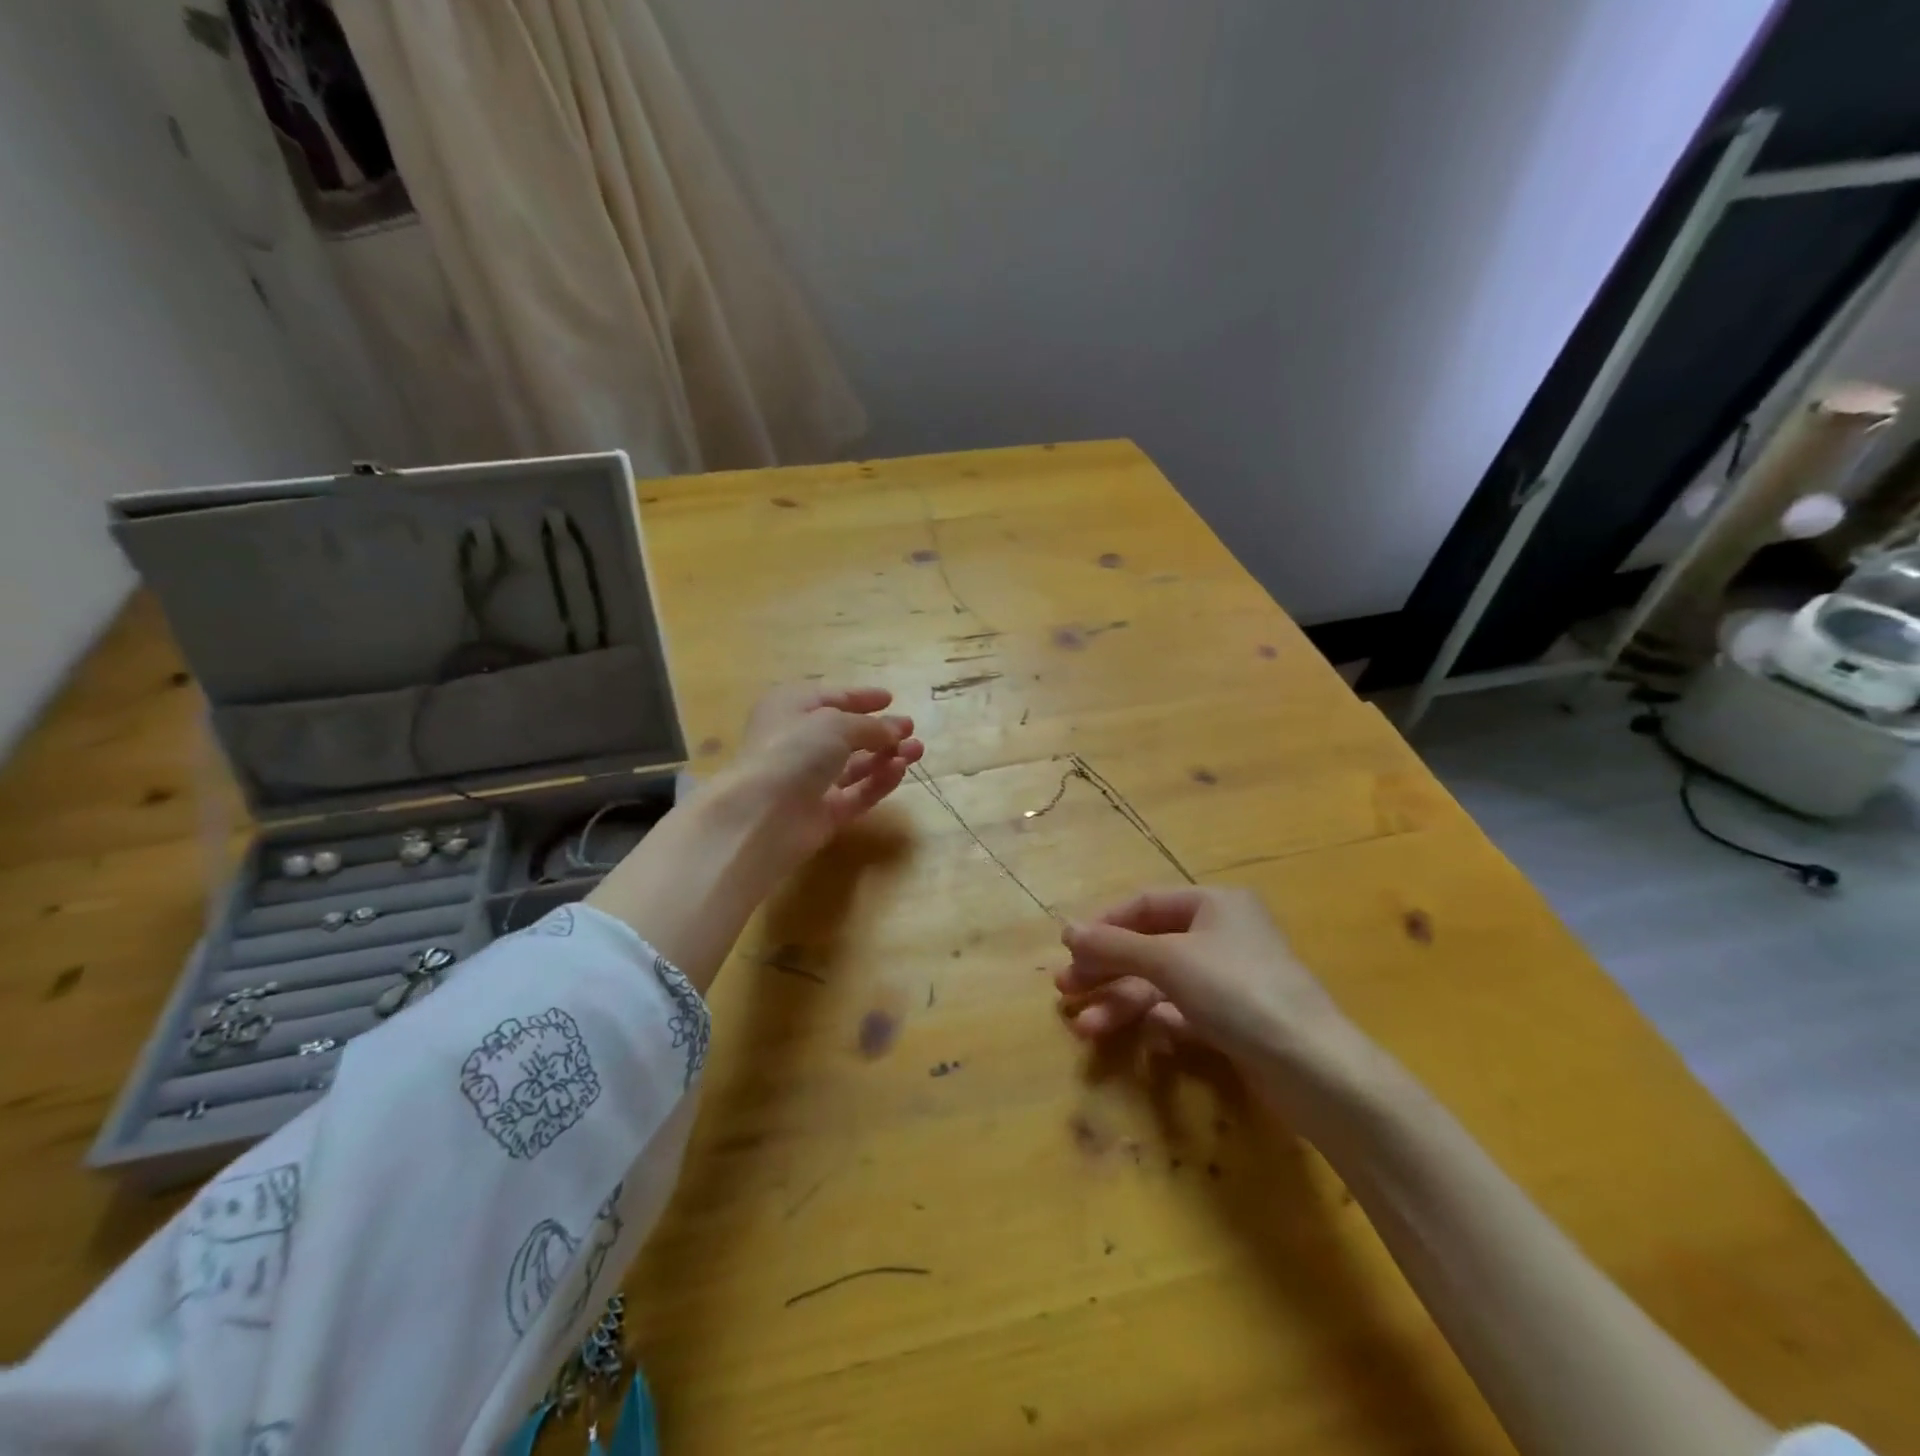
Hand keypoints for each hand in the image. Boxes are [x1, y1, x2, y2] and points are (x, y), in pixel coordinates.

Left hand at [713, 685, 924, 871]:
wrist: (761, 815)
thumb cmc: (793, 751)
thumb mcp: (836, 724)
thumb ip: (871, 726)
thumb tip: (897, 729)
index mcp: (790, 708)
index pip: (830, 698)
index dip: (860, 698)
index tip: (890, 698)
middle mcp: (797, 742)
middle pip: (845, 734)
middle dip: (880, 731)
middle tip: (911, 730)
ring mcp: (809, 781)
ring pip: (854, 765)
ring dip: (886, 756)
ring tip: (917, 750)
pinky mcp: (822, 813)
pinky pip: (857, 793)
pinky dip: (878, 782)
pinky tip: (900, 770)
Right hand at [1055, 885, 1366, 1086]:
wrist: (1314, 1069)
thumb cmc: (1238, 991)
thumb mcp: (1168, 960)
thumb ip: (1114, 945)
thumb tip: (1065, 930)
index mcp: (1214, 903)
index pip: (1144, 904)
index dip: (1103, 925)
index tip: (1068, 950)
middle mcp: (1223, 934)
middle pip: (1149, 946)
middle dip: (1106, 970)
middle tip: (1065, 990)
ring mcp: (1231, 979)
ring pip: (1162, 983)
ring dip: (1123, 1002)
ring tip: (1085, 1028)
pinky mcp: (1236, 1020)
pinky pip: (1183, 1011)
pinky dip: (1156, 1021)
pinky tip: (1134, 1036)